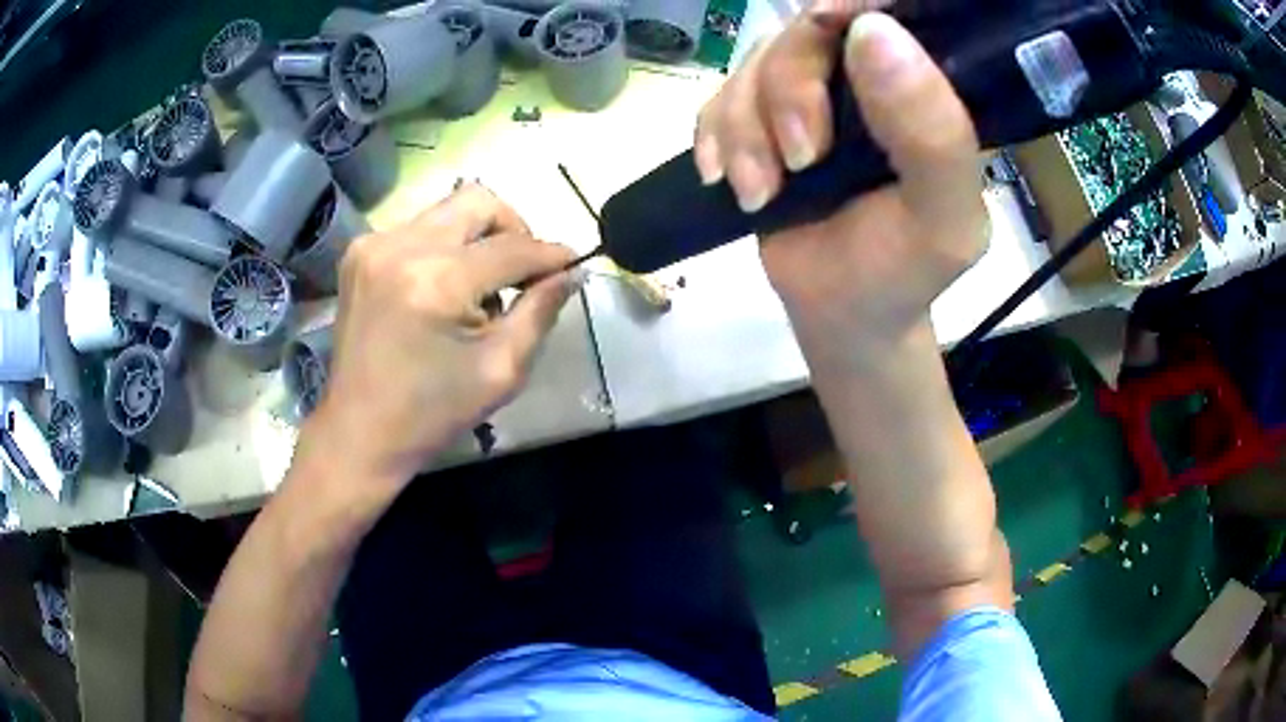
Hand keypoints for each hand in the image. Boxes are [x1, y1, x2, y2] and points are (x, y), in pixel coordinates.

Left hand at [296, 184, 575, 501]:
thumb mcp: (502, 370)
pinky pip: (418, 228)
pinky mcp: (359, 252)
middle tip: (523, 270)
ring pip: (448, 210)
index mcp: (437, 281)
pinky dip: (444, 247)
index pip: (512, 247)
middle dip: (514, 228)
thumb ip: (541, 312)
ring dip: (477, 238)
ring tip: (480, 285)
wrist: (359, 432)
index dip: (551, 254)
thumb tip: (572, 271)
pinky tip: (443, 288)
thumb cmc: (433, 413)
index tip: (574, 263)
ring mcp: (374, 245)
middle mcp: (402, 247)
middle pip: (478, 201)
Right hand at [695, 9, 987, 367]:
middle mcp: (869, 75)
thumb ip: (931, 133)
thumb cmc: (903, 271)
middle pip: (808, 29)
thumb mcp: (940, 219)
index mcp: (928, 89)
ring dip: (746, 129)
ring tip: (760, 192)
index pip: (895, 11)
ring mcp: (812, 91)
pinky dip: (715, 137)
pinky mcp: (763, 115)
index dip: (855, 5)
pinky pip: (720, 95)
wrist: (841, 312)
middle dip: (788, 90)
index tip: (826, 26)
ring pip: (757, 61)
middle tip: (799, 162)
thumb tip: (873, 32)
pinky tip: (726, 182)